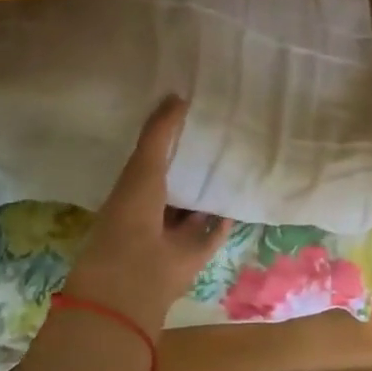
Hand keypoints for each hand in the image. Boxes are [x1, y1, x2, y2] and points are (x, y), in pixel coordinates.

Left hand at [65, 97, 230, 331]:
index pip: (152, 162)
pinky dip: (225, 218)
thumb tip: (178, 95)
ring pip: (196, 208)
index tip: (192, 118)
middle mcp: (153, 212)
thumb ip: (159, 132)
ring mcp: (175, 234)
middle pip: (177, 185)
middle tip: (221, 137)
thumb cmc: (131, 214)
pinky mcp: (196, 252)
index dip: (169, 142)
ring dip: (210, 191)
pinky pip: (215, 231)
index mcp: (133, 191)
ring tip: (235, 162)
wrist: (136, 275)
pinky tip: (240, 197)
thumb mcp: (143, 165)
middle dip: (194, 165)